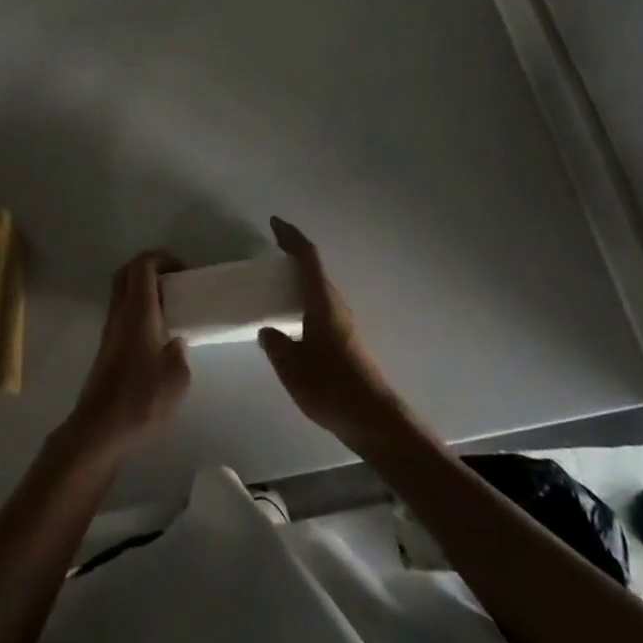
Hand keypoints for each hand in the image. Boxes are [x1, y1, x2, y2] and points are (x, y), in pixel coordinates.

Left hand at [64, 250, 191, 460]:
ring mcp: (109, 330)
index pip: (143, 266)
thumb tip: (175, 342)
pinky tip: (156, 333)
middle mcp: (120, 313)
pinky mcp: (106, 348)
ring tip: (169, 307)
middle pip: (127, 272)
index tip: (182, 271)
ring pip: (123, 292)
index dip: (162, 259)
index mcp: (138, 312)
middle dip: (150, 268)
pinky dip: (138, 309)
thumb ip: (180, 353)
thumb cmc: (141, 400)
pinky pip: (122, 312)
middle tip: (174, 282)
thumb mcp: (177, 379)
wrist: (99, 431)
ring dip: (143, 289)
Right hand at [258, 217, 404, 448]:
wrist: (374, 419)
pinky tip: (294, 319)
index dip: (291, 237)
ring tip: (278, 283)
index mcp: (322, 301)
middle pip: (314, 269)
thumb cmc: (331, 387)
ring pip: (319, 289)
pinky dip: (306, 299)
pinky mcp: (347, 340)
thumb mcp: (292, 367)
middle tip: (272, 251)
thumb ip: (276, 345)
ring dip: (301, 279)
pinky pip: (322, 306)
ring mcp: (344, 322)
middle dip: (294, 255)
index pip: (307, 258)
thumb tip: (268, 331)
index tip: (275, 223)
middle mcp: (336, 304)